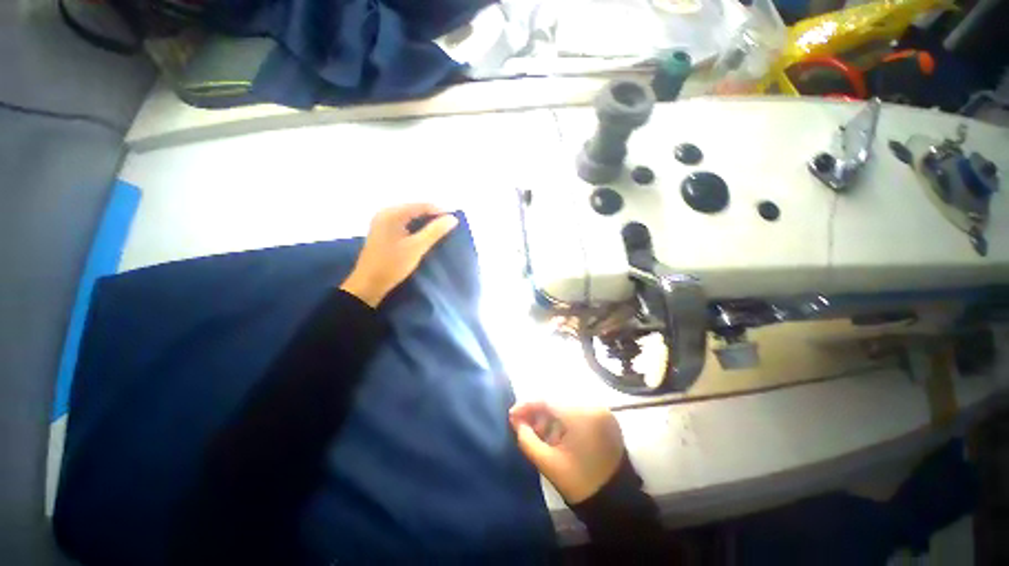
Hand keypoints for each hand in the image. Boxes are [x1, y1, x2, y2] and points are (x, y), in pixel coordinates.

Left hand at [340, 204, 458, 307]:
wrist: (368, 285)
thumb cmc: (392, 264)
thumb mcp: (416, 247)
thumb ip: (435, 231)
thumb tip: (453, 219)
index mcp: (391, 214)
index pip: (421, 206)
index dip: (439, 212)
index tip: (455, 222)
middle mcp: (386, 214)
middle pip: (415, 210)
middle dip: (433, 218)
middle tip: (449, 228)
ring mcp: (383, 223)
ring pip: (411, 218)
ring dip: (426, 224)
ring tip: (441, 233)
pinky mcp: (384, 233)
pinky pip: (405, 225)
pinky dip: (417, 230)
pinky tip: (426, 238)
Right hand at [509, 401, 624, 503]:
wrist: (616, 501)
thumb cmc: (580, 482)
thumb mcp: (548, 463)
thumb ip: (527, 439)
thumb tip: (516, 421)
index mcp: (582, 415)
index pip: (548, 401)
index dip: (527, 406)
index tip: (512, 415)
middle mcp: (594, 405)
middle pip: (557, 401)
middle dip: (538, 412)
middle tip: (524, 425)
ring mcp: (602, 410)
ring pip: (566, 405)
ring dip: (550, 416)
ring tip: (540, 433)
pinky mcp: (605, 418)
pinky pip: (578, 410)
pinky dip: (563, 419)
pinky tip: (556, 434)